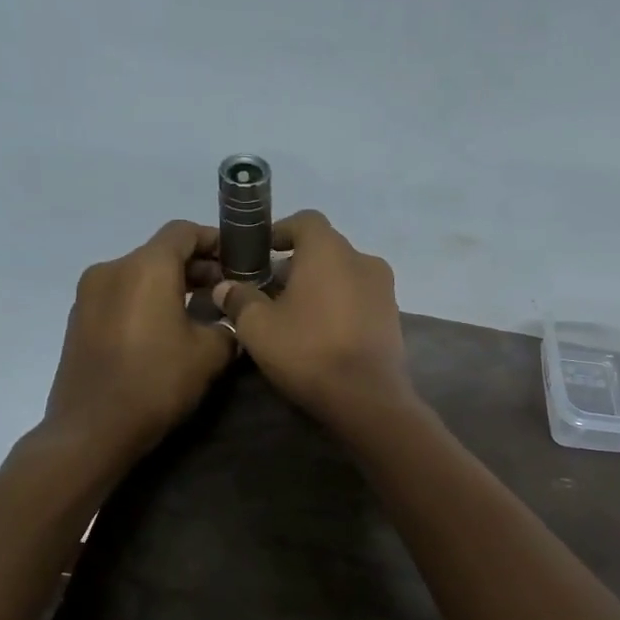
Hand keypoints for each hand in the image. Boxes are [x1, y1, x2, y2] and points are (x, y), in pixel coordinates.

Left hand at [39, 220, 235, 458]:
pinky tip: (165, 332)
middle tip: (225, 290)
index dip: (214, 240)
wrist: (92, 430)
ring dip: (170, 286)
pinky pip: (121, 297)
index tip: (238, 259)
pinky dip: (146, 302)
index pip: (183, 232)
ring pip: (139, 275)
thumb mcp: (210, 354)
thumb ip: (227, 326)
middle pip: (160, 253)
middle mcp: (112, 269)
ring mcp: (89, 295)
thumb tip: (227, 321)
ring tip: (199, 313)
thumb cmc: (156, 382)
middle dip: (195, 267)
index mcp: (146, 268)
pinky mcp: (78, 320)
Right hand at [212, 210, 412, 426]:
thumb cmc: (309, 351)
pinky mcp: (393, 316)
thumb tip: (226, 287)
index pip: (304, 221)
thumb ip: (239, 299)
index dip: (279, 232)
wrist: (367, 398)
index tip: (259, 254)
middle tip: (268, 292)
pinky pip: (360, 298)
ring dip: (318, 286)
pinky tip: (321, 333)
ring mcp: (385, 288)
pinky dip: (339, 305)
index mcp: (330, 250)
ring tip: (293, 315)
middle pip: (324, 249)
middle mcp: (363, 259)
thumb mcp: (258, 327)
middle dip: (295, 265)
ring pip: (343, 275)